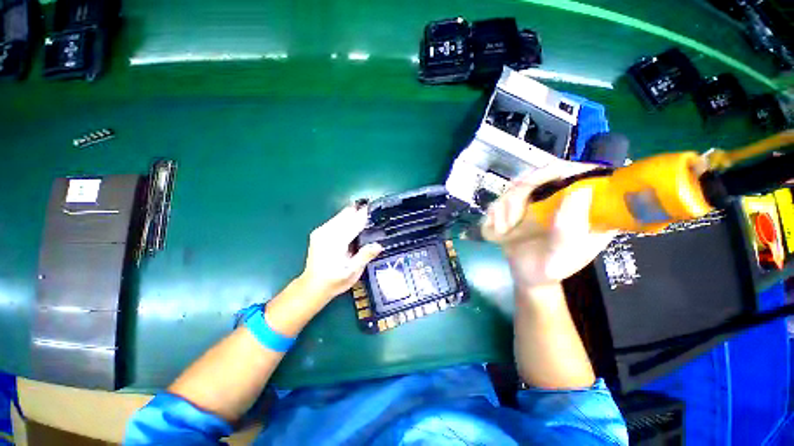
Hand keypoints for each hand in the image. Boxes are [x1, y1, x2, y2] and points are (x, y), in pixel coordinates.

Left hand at [297, 205, 382, 304]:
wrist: (312, 286)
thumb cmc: (334, 281)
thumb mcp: (352, 272)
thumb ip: (364, 256)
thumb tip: (379, 245)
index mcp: (335, 241)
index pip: (353, 222)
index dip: (364, 214)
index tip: (375, 208)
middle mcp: (327, 232)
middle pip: (346, 214)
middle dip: (359, 212)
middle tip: (373, 215)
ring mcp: (321, 231)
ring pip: (340, 215)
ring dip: (353, 215)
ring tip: (365, 219)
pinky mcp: (319, 232)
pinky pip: (336, 220)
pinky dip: (346, 220)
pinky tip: (353, 226)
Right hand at [482, 160, 615, 289]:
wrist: (528, 277)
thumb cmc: (553, 268)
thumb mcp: (565, 254)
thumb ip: (571, 228)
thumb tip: (581, 190)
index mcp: (585, 206)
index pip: (582, 172)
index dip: (564, 169)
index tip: (544, 181)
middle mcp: (561, 198)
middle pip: (543, 174)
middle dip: (523, 191)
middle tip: (515, 214)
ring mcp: (536, 202)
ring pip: (517, 185)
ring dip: (506, 206)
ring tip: (507, 228)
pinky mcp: (516, 208)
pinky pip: (501, 199)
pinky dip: (495, 213)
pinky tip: (500, 229)